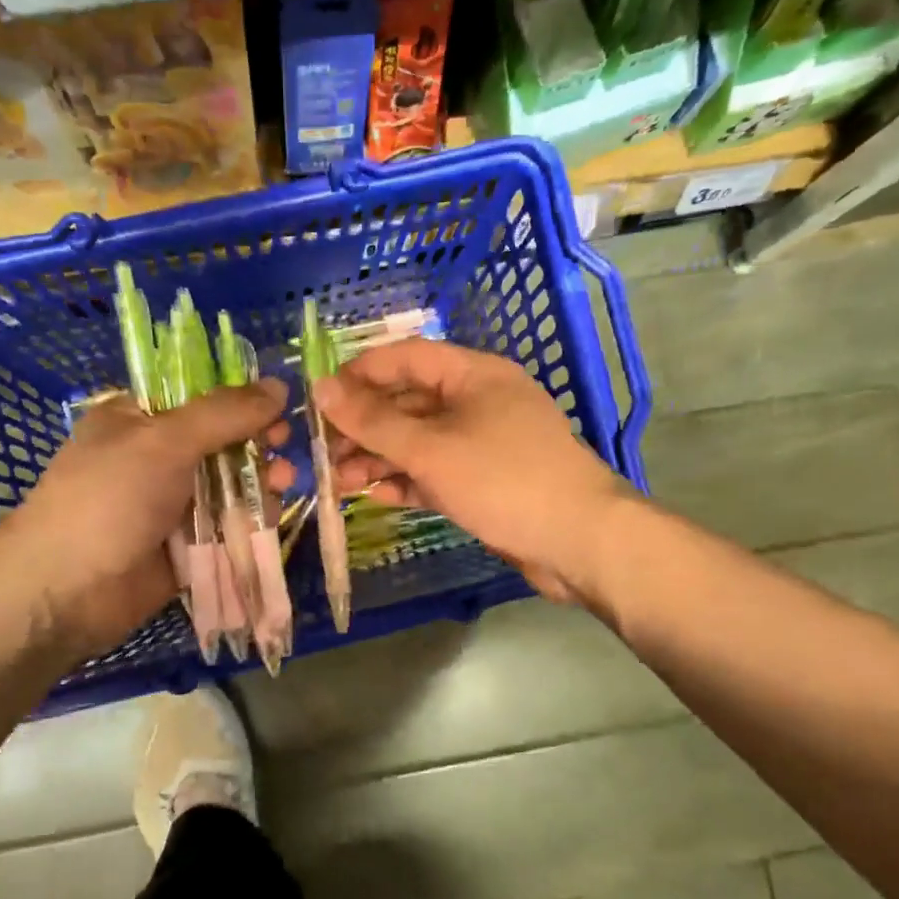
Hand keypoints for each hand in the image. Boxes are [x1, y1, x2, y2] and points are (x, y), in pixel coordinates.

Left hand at [0, 380, 290, 661]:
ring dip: (259, 481)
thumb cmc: (109, 499)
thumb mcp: (165, 441)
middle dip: (255, 443)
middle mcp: (155, 459)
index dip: (239, 399)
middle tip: (284, 447)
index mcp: (137, 420)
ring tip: (283, 483)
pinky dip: (250, 520)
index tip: (277, 405)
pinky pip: (226, 527)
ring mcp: (170, 505)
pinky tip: (272, 515)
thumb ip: (225, 414)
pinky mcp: (185, 547)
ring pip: (228, 486)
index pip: (197, 397)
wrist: (65, 591)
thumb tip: (279, 385)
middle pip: (219, 442)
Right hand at [313, 339, 636, 602]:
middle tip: (323, 452)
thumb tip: (321, 388)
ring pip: (420, 442)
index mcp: (474, 375)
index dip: (360, 373)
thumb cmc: (504, 479)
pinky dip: (408, 481)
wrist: (578, 541)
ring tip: (338, 482)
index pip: (406, 358)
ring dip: (380, 458)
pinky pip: (437, 472)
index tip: (319, 398)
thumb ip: (374, 421)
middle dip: (365, 426)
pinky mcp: (486, 482)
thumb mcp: (431, 449)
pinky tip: (377, 497)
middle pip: (410, 402)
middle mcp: (479, 402)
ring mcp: (484, 444)